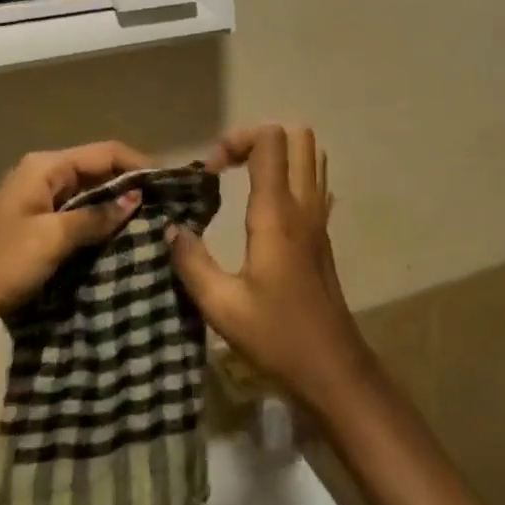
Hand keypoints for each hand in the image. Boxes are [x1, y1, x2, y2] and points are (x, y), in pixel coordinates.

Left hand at [0, 141, 149, 355]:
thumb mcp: (52, 239)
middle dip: (130, 185)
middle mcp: (41, 175)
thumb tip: (136, 199)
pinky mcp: (33, 227)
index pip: (105, 152)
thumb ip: (95, 217)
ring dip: (114, 207)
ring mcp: (35, 202)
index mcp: (44, 167)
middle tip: (166, 207)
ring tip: (150, 224)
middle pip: (96, 171)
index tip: (170, 184)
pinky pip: (74, 215)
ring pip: (86, 195)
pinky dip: (96, 223)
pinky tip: (117, 240)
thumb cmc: (1, 264)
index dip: (139, 164)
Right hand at [166, 125, 375, 410]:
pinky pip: (315, 183)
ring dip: (278, 155)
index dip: (236, 140)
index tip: (209, 172)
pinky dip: (292, 177)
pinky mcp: (323, 234)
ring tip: (244, 180)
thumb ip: (191, 262)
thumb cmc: (276, 336)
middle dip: (258, 139)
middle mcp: (303, 205)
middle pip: (297, 136)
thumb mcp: (221, 306)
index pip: (269, 141)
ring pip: (311, 156)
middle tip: (228, 167)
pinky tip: (269, 206)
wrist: (333, 369)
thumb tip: (171, 229)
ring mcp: (319, 218)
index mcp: (276, 213)